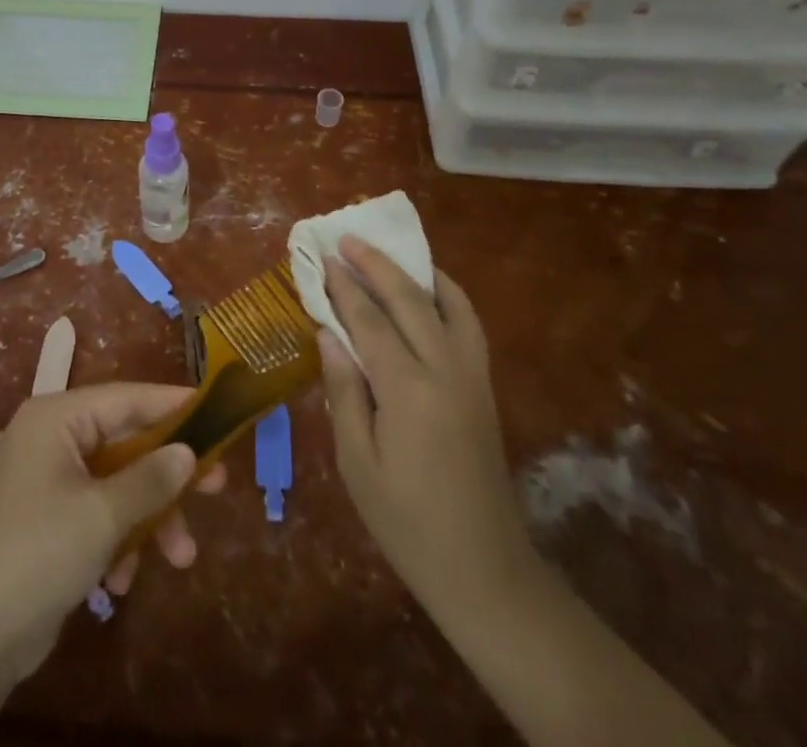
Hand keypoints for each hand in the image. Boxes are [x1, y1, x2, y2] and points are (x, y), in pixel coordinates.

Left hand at [0, 383, 226, 685]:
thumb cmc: (37, 553)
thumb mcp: (101, 514)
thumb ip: (150, 478)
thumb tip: (188, 450)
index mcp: (57, 418)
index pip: (125, 397)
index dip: (171, 405)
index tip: (215, 411)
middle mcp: (52, 439)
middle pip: (125, 443)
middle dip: (167, 475)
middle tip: (216, 487)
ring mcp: (49, 481)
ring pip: (117, 484)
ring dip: (149, 519)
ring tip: (181, 557)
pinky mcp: (49, 521)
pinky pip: (98, 515)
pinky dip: (117, 542)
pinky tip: (121, 582)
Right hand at [317, 236, 533, 625]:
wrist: (483, 569)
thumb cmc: (406, 522)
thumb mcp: (357, 463)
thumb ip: (343, 391)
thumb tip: (328, 332)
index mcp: (408, 390)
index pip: (368, 320)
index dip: (342, 287)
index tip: (322, 257)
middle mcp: (445, 369)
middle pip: (408, 299)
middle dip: (375, 264)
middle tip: (347, 238)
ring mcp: (472, 375)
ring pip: (445, 303)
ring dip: (414, 272)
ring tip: (388, 252)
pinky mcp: (484, 387)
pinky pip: (469, 324)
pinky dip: (450, 296)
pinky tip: (431, 290)